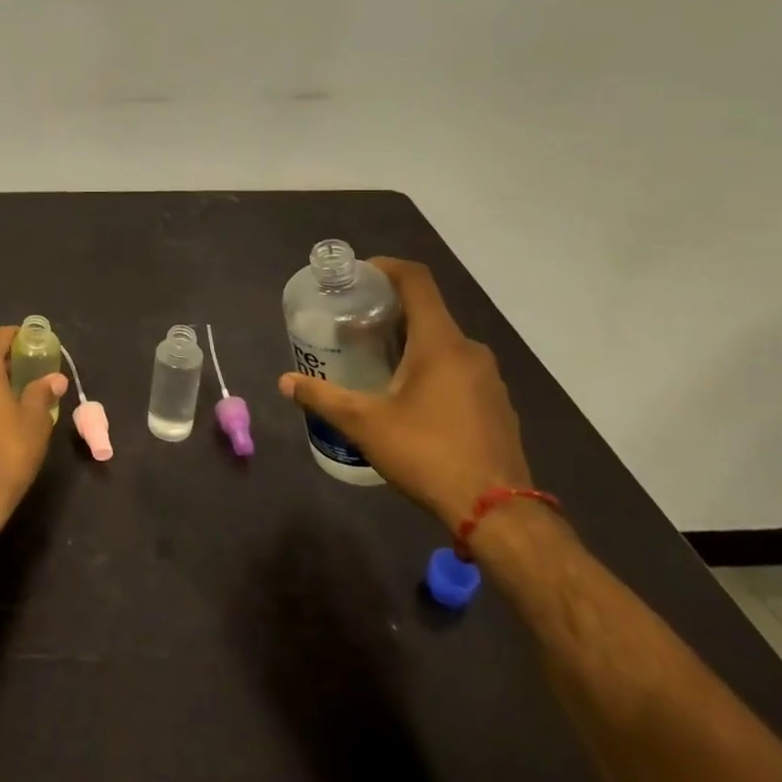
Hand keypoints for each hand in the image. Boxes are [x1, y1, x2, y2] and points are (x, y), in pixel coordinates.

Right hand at [279, 257, 530, 531]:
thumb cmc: (427, 453)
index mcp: (440, 342)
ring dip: (411, 344)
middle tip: (354, 325)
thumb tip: (285, 382)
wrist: (497, 513)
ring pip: (444, 344)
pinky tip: (409, 399)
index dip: (387, 268)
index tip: (359, 276)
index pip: (417, 281)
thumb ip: (323, 397)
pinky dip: (432, 369)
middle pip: (428, 312)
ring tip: (376, 362)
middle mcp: (470, 351)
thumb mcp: (364, 424)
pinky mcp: (496, 405)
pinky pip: (459, 370)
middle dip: (390, 312)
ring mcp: (490, 379)